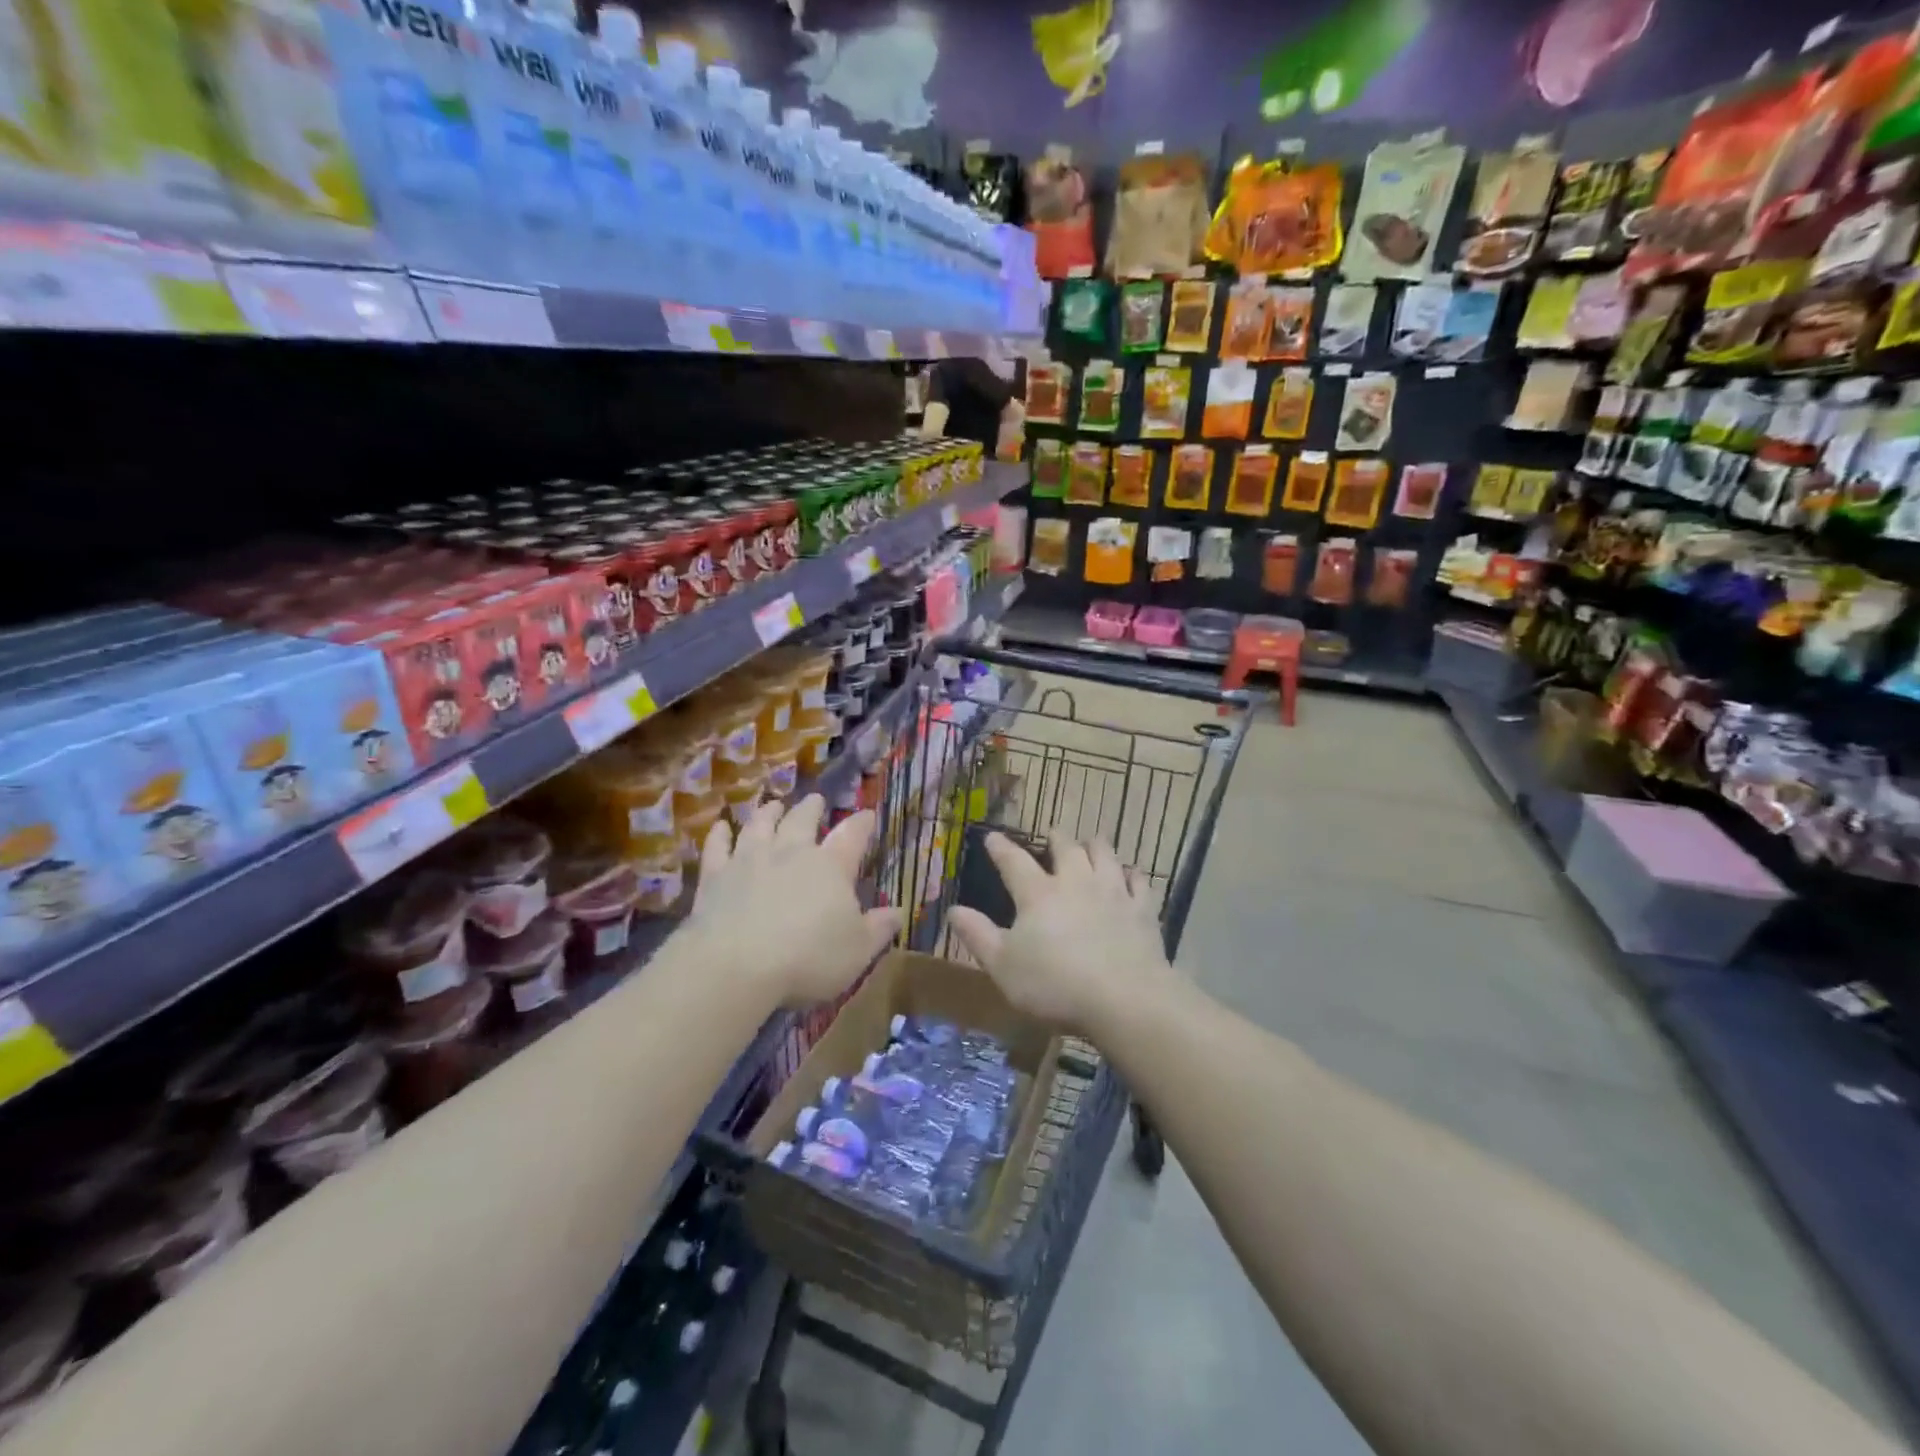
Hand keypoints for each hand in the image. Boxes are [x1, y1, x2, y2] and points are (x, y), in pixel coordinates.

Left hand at [687, 796, 900, 1007]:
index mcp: (831, 866)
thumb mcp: (858, 951)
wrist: (736, 966)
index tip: (868, 813)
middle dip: (812, 808)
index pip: (852, 836)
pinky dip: (720, 834)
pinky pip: (718, 847)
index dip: (862, 823)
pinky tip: (721, 826)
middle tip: (816, 800)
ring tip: (773, 804)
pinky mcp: (715, 875)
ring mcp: (749, 859)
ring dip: (768, 812)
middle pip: (802, 820)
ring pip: (761, 825)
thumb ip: (879, 928)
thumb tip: (898, 911)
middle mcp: (791, 852)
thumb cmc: (808, 958)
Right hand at [948, 832, 1169, 1032]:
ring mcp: (1112, 892)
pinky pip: (1138, 881)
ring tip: (1090, 842)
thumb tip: (953, 909)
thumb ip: (977, 935)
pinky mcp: (1142, 909)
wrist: (1124, 999)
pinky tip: (1129, 876)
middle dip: (1056, 837)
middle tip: (1053, 833)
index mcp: (1038, 894)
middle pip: (1066, 847)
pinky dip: (1131, 874)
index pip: (1013, 861)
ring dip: (1094, 845)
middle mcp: (1075, 882)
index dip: (1001, 847)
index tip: (992, 836)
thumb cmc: (1054, 985)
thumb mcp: (1002, 966)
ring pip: (1104, 854)